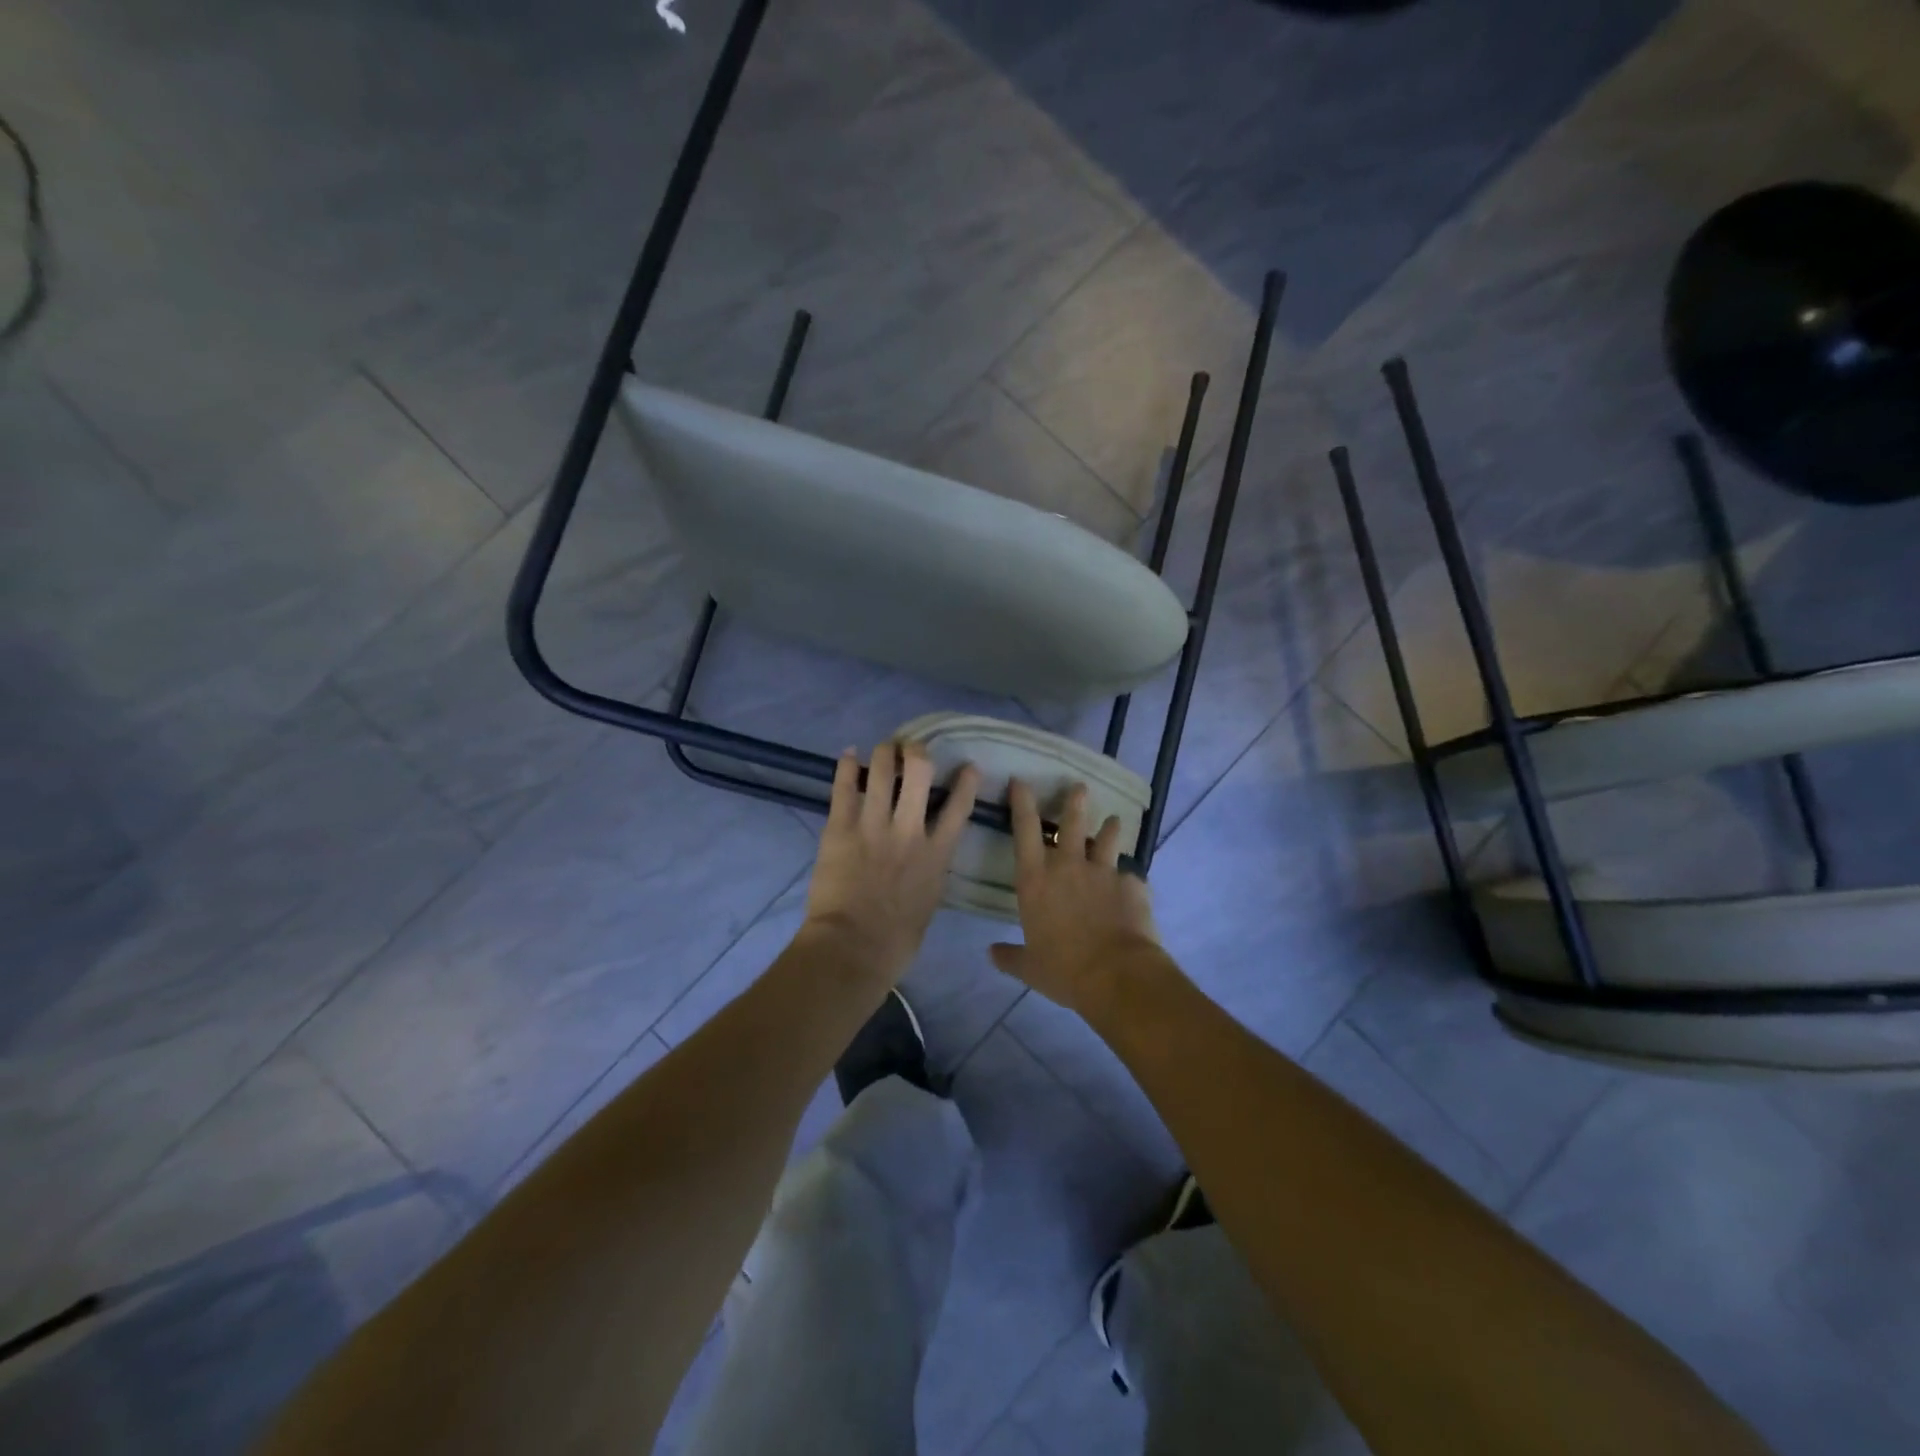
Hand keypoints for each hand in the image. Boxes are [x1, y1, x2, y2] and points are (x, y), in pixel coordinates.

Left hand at [802, 741, 979, 985]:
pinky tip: (848, 754)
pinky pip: (843, 788)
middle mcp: (909, 830)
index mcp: (936, 854)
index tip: (968, 766)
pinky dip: (845, 766)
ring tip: (885, 748)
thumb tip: (927, 857)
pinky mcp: (840, 828)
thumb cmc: (897, 939)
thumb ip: (931, 870)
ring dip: (885, 752)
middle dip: (918, 752)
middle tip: (913, 750)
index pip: (959, 806)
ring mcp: (873, 826)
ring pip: (881, 771)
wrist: (853, 948)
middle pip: (919, 773)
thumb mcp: (930, 901)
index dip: (966, 781)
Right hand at [989, 780, 1161, 1013]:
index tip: (1021, 781)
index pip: (1025, 830)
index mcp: (1035, 880)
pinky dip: (1128, 877)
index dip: (1022, 803)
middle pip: (1071, 823)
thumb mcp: (1029, 968)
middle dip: (1074, 802)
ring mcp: (1103, 872)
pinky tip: (1132, 884)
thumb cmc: (1064, 969)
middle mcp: (1068, 866)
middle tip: (1079, 787)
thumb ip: (1009, 956)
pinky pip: (1129, 875)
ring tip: (1114, 820)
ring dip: (1109, 828)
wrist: (1117, 975)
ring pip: (1106, 839)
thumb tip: (991, 953)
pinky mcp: (1131, 885)